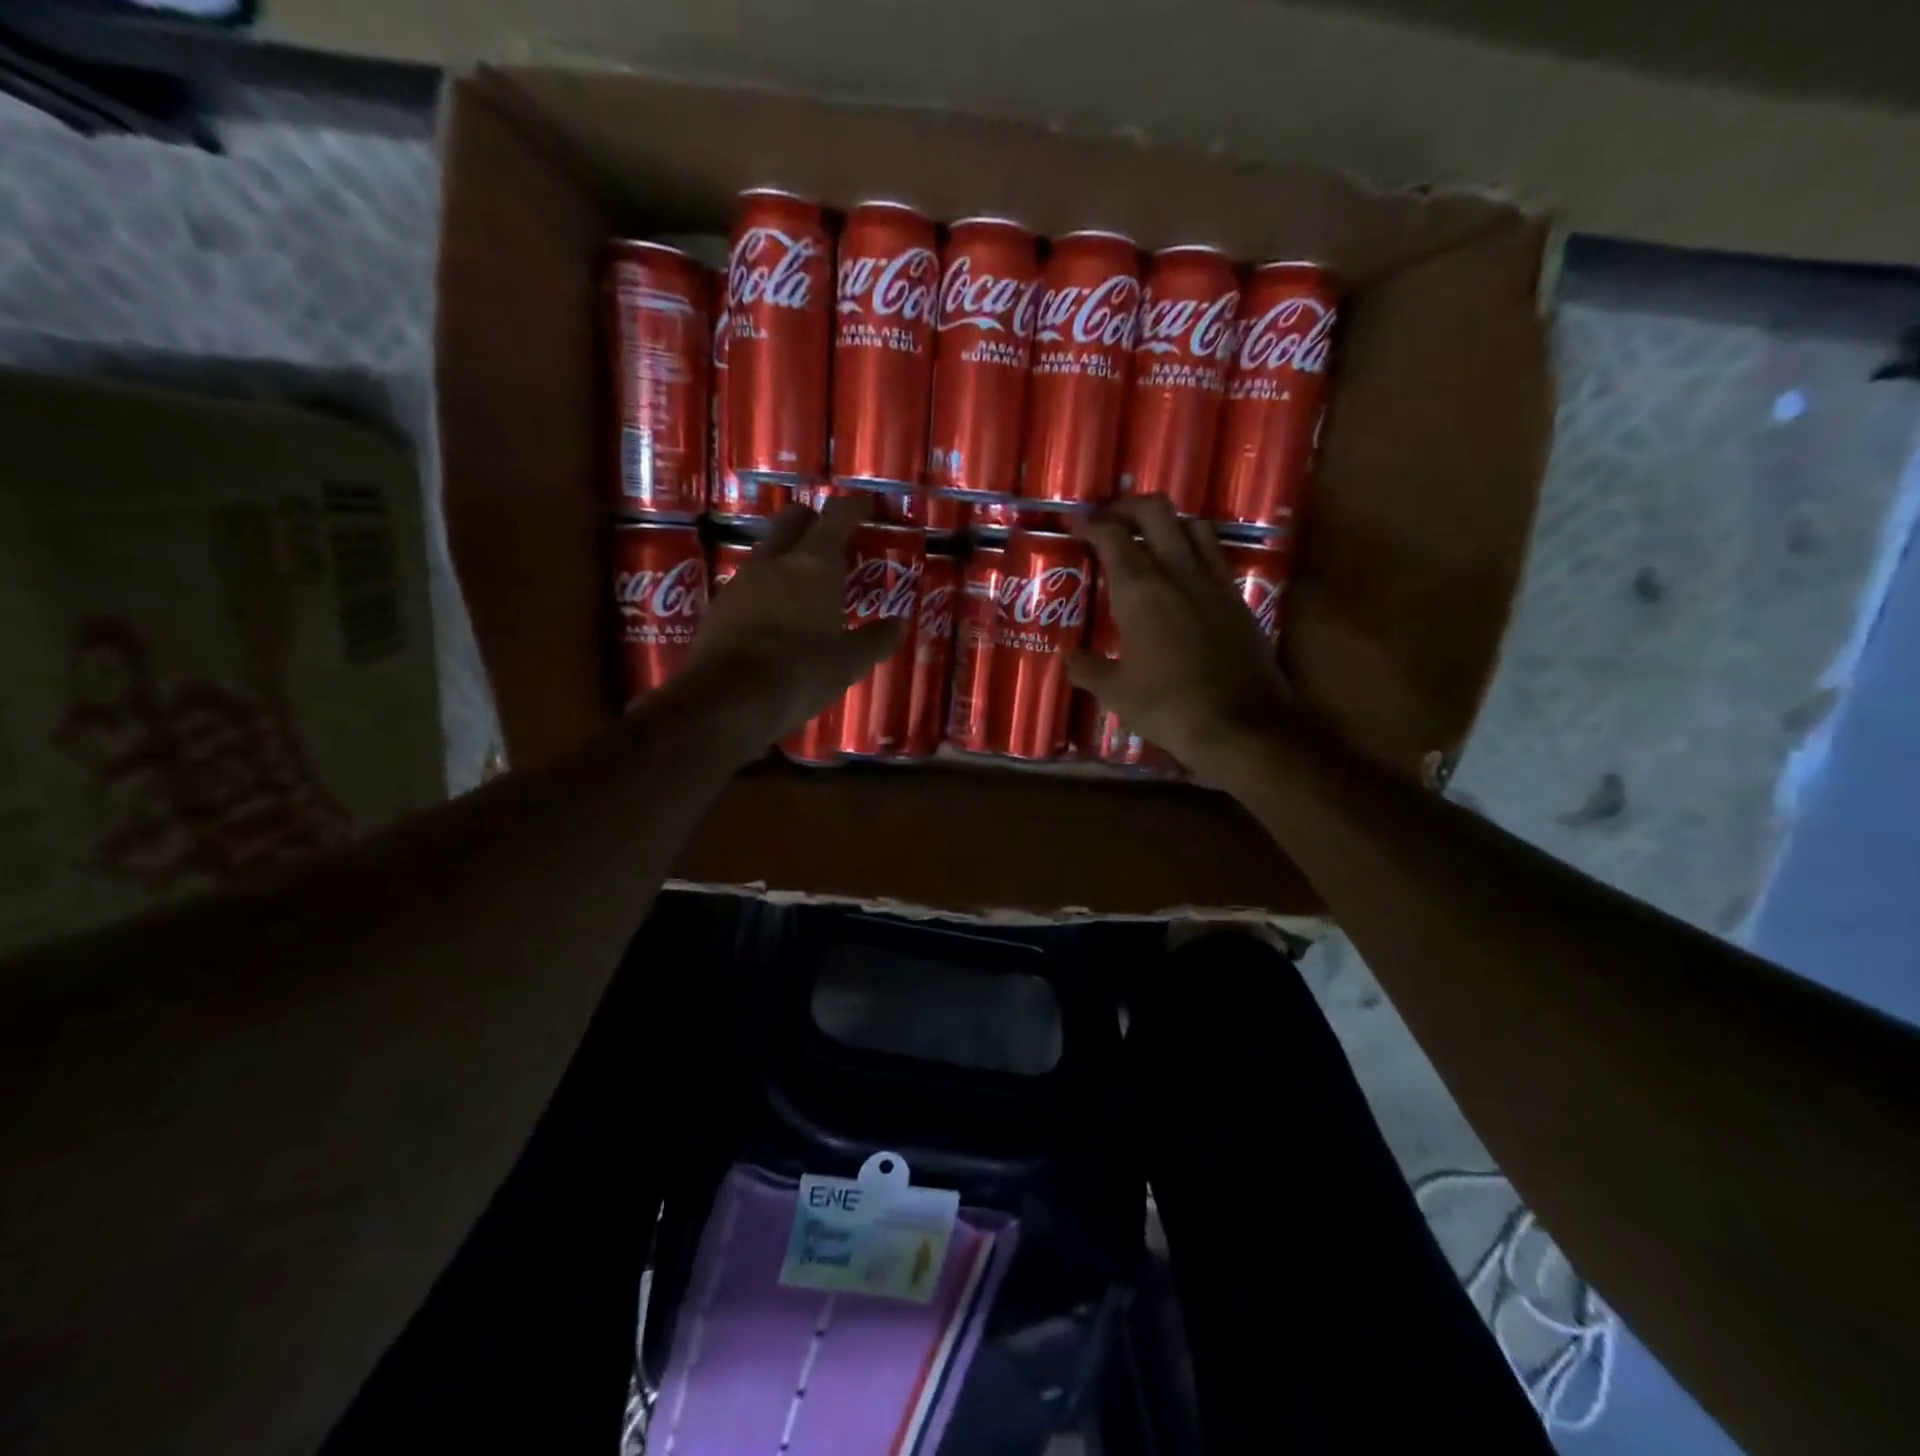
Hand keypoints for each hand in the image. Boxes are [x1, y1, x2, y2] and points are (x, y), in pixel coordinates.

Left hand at [677, 493, 904, 745]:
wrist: (728, 700)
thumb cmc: (801, 673)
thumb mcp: (850, 662)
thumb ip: (876, 639)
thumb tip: (898, 624)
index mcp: (814, 565)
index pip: (836, 516)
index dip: (853, 506)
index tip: (866, 505)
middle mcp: (775, 561)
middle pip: (793, 519)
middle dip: (814, 521)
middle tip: (834, 542)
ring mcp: (742, 580)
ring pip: (768, 550)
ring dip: (788, 556)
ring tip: (807, 584)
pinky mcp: (720, 606)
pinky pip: (750, 582)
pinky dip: (768, 587)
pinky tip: (777, 615)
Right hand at [1071, 496, 1291, 781]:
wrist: (1240, 723)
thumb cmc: (1167, 704)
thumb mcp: (1115, 692)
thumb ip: (1088, 669)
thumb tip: (1072, 658)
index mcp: (1140, 589)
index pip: (1112, 535)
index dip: (1091, 524)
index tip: (1077, 525)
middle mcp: (1177, 572)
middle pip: (1156, 512)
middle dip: (1129, 508)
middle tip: (1111, 523)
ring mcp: (1213, 582)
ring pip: (1193, 526)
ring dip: (1168, 524)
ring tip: (1151, 543)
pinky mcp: (1238, 599)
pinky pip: (1215, 556)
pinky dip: (1195, 551)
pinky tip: (1184, 577)